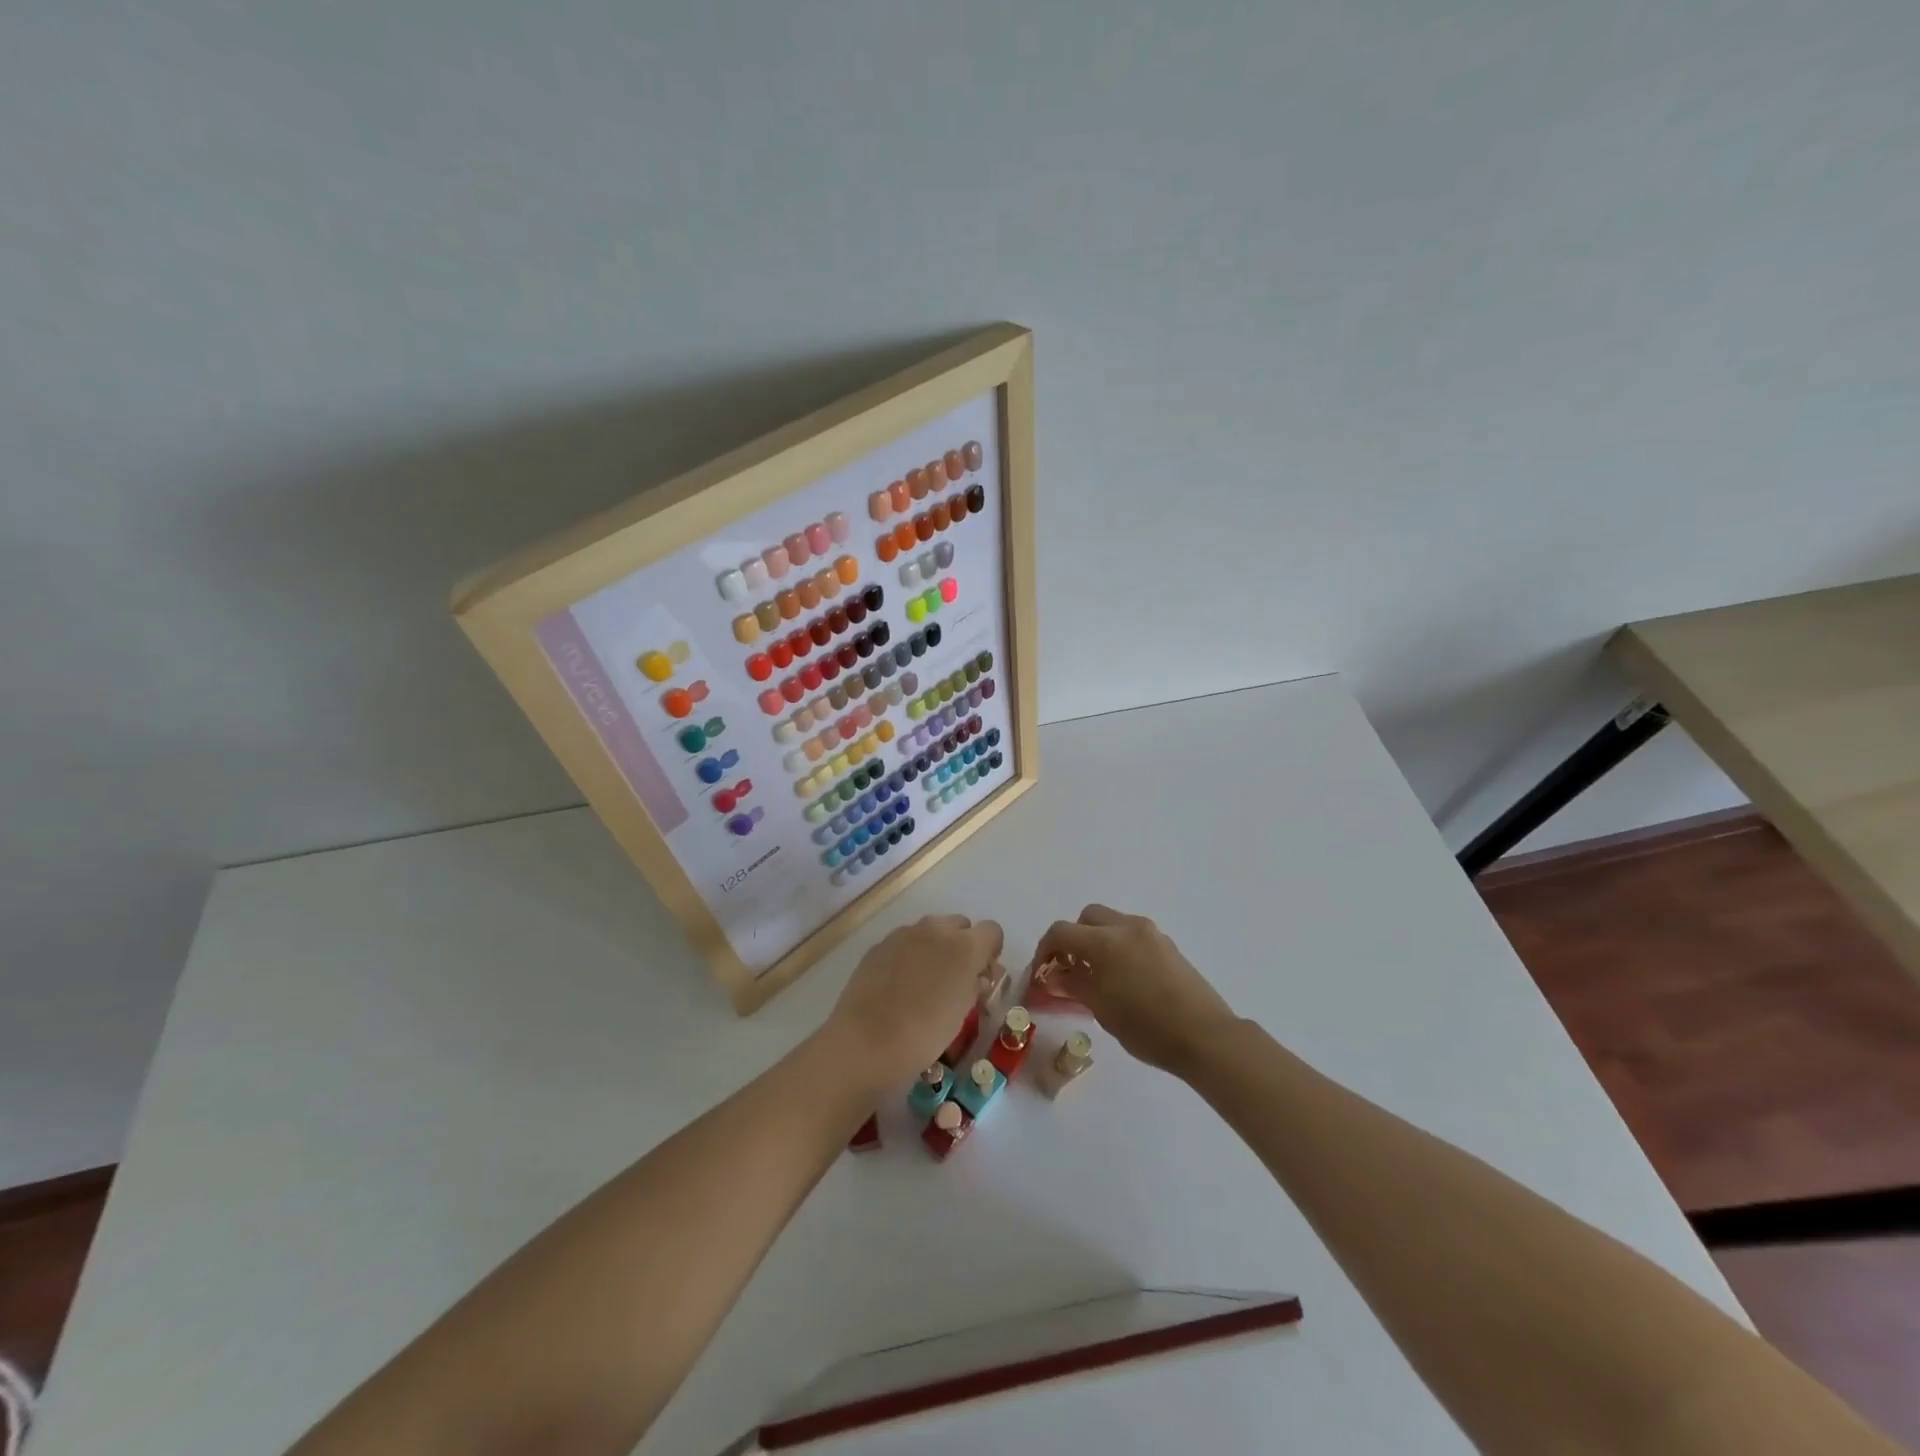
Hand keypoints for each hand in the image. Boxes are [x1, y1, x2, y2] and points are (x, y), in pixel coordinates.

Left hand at [828, 915, 1003, 1085]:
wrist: (866, 1041)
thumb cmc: (925, 1033)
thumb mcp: (963, 1013)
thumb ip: (975, 986)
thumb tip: (976, 977)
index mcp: (965, 946)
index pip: (992, 931)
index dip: (990, 952)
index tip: (982, 976)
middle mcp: (936, 929)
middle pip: (960, 925)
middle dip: (963, 946)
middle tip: (955, 979)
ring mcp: (904, 934)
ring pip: (931, 931)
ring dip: (935, 948)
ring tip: (925, 983)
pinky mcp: (879, 944)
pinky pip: (904, 942)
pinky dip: (909, 956)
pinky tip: (899, 986)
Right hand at [1032, 905, 1237, 1076]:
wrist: (1205, 1036)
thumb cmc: (1147, 1027)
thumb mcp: (1102, 1009)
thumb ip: (1074, 985)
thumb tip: (1053, 976)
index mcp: (1105, 942)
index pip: (1061, 932)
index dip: (1045, 950)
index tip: (1042, 973)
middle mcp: (1126, 927)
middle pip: (1088, 918)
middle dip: (1073, 938)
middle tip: (1069, 968)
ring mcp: (1150, 933)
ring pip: (1112, 924)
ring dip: (1097, 941)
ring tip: (1096, 976)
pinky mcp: (1167, 945)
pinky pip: (1132, 935)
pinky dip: (1118, 947)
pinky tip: (1123, 979)